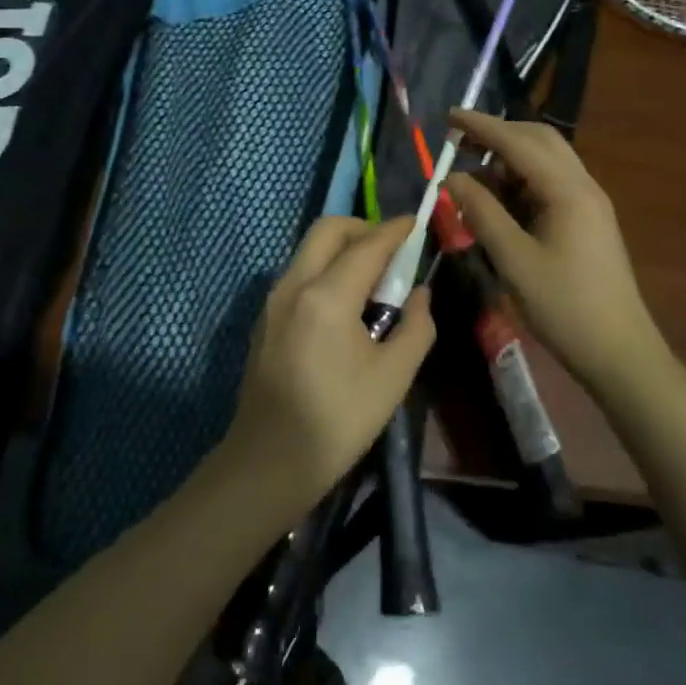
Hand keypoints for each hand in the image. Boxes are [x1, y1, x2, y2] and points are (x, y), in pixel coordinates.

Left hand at [221, 216, 434, 510]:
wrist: (269, 460)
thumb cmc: (338, 420)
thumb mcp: (393, 377)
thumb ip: (416, 326)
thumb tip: (420, 294)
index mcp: (327, 295)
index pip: (367, 245)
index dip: (395, 230)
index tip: (415, 224)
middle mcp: (294, 284)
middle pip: (329, 230)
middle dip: (363, 228)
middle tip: (392, 250)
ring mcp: (273, 299)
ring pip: (310, 249)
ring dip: (342, 247)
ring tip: (372, 277)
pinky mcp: (265, 317)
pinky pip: (299, 272)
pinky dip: (325, 268)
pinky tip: (345, 301)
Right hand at [446, 109, 670, 396]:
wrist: (619, 350)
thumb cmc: (564, 306)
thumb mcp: (514, 260)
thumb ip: (482, 213)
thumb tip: (452, 178)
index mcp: (567, 191)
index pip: (519, 143)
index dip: (482, 127)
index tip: (449, 116)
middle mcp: (583, 186)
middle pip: (540, 140)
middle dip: (498, 134)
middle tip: (459, 142)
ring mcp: (589, 202)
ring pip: (548, 160)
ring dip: (510, 156)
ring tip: (473, 172)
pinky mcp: (588, 219)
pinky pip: (552, 182)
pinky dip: (522, 178)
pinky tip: (500, 197)